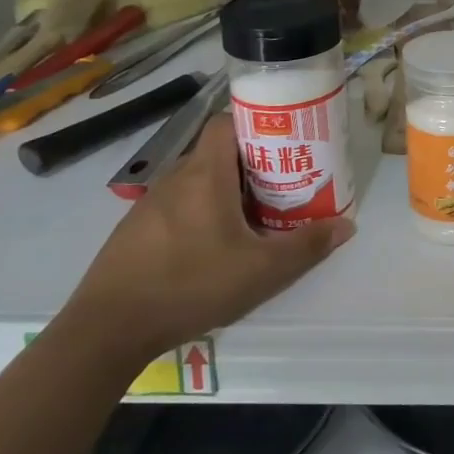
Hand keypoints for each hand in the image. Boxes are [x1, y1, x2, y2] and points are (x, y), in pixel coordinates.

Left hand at [61, 113, 354, 365]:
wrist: (105, 331)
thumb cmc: (190, 285)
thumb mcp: (262, 271)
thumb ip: (307, 245)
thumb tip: (347, 226)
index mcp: (205, 175)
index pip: (227, 122)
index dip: (258, 123)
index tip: (286, 140)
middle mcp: (175, 179)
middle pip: (218, 153)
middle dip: (253, 163)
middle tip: (284, 182)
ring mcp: (149, 206)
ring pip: (197, 181)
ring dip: (227, 190)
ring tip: (256, 215)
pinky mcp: (135, 232)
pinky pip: (178, 206)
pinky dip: (202, 213)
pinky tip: (214, 246)